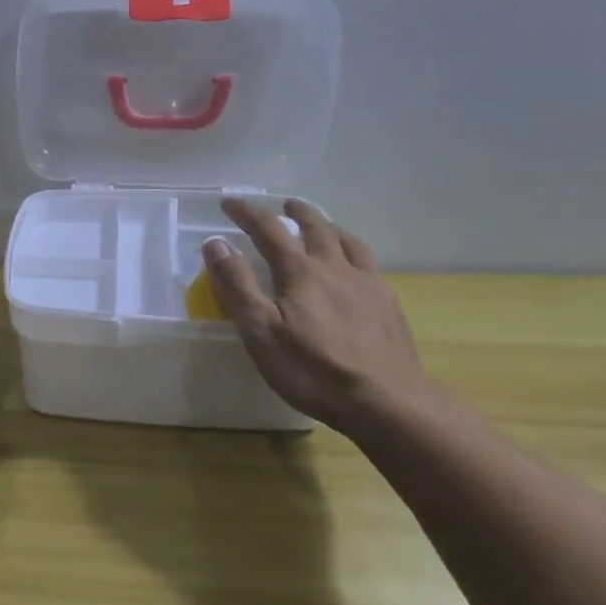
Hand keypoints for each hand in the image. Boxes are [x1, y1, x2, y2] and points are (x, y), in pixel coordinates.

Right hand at [202, 199, 434, 434]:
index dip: (247, 212)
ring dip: (330, 227)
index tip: (229, 202)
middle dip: (297, 212)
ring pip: (348, 242)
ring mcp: (367, 285)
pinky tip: (356, 269)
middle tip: (285, 205)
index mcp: (300, 272)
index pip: (269, 230)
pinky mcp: (389, 306)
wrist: (387, 402)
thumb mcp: (260, 331)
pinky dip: (355, 253)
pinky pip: (370, 265)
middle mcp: (335, 268)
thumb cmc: (313, 370)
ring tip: (324, 226)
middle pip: (316, 227)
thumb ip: (237, 285)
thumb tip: (216, 243)